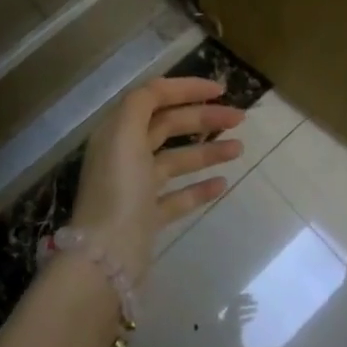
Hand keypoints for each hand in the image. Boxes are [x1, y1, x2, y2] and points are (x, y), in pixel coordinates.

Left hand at [68, 77, 244, 282]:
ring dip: (208, 151)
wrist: (106, 257)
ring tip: (239, 149)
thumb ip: (142, 103)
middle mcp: (126, 155)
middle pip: (169, 126)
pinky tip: (223, 184)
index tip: (221, 90)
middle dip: (204, 119)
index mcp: (118, 132)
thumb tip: (162, 90)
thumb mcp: (125, 134)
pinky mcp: (148, 217)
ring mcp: (137, 188)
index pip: (154, 97)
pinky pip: (178, 196)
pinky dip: (200, 188)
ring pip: (177, 161)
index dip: (186, 89)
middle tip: (240, 118)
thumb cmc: (119, 188)